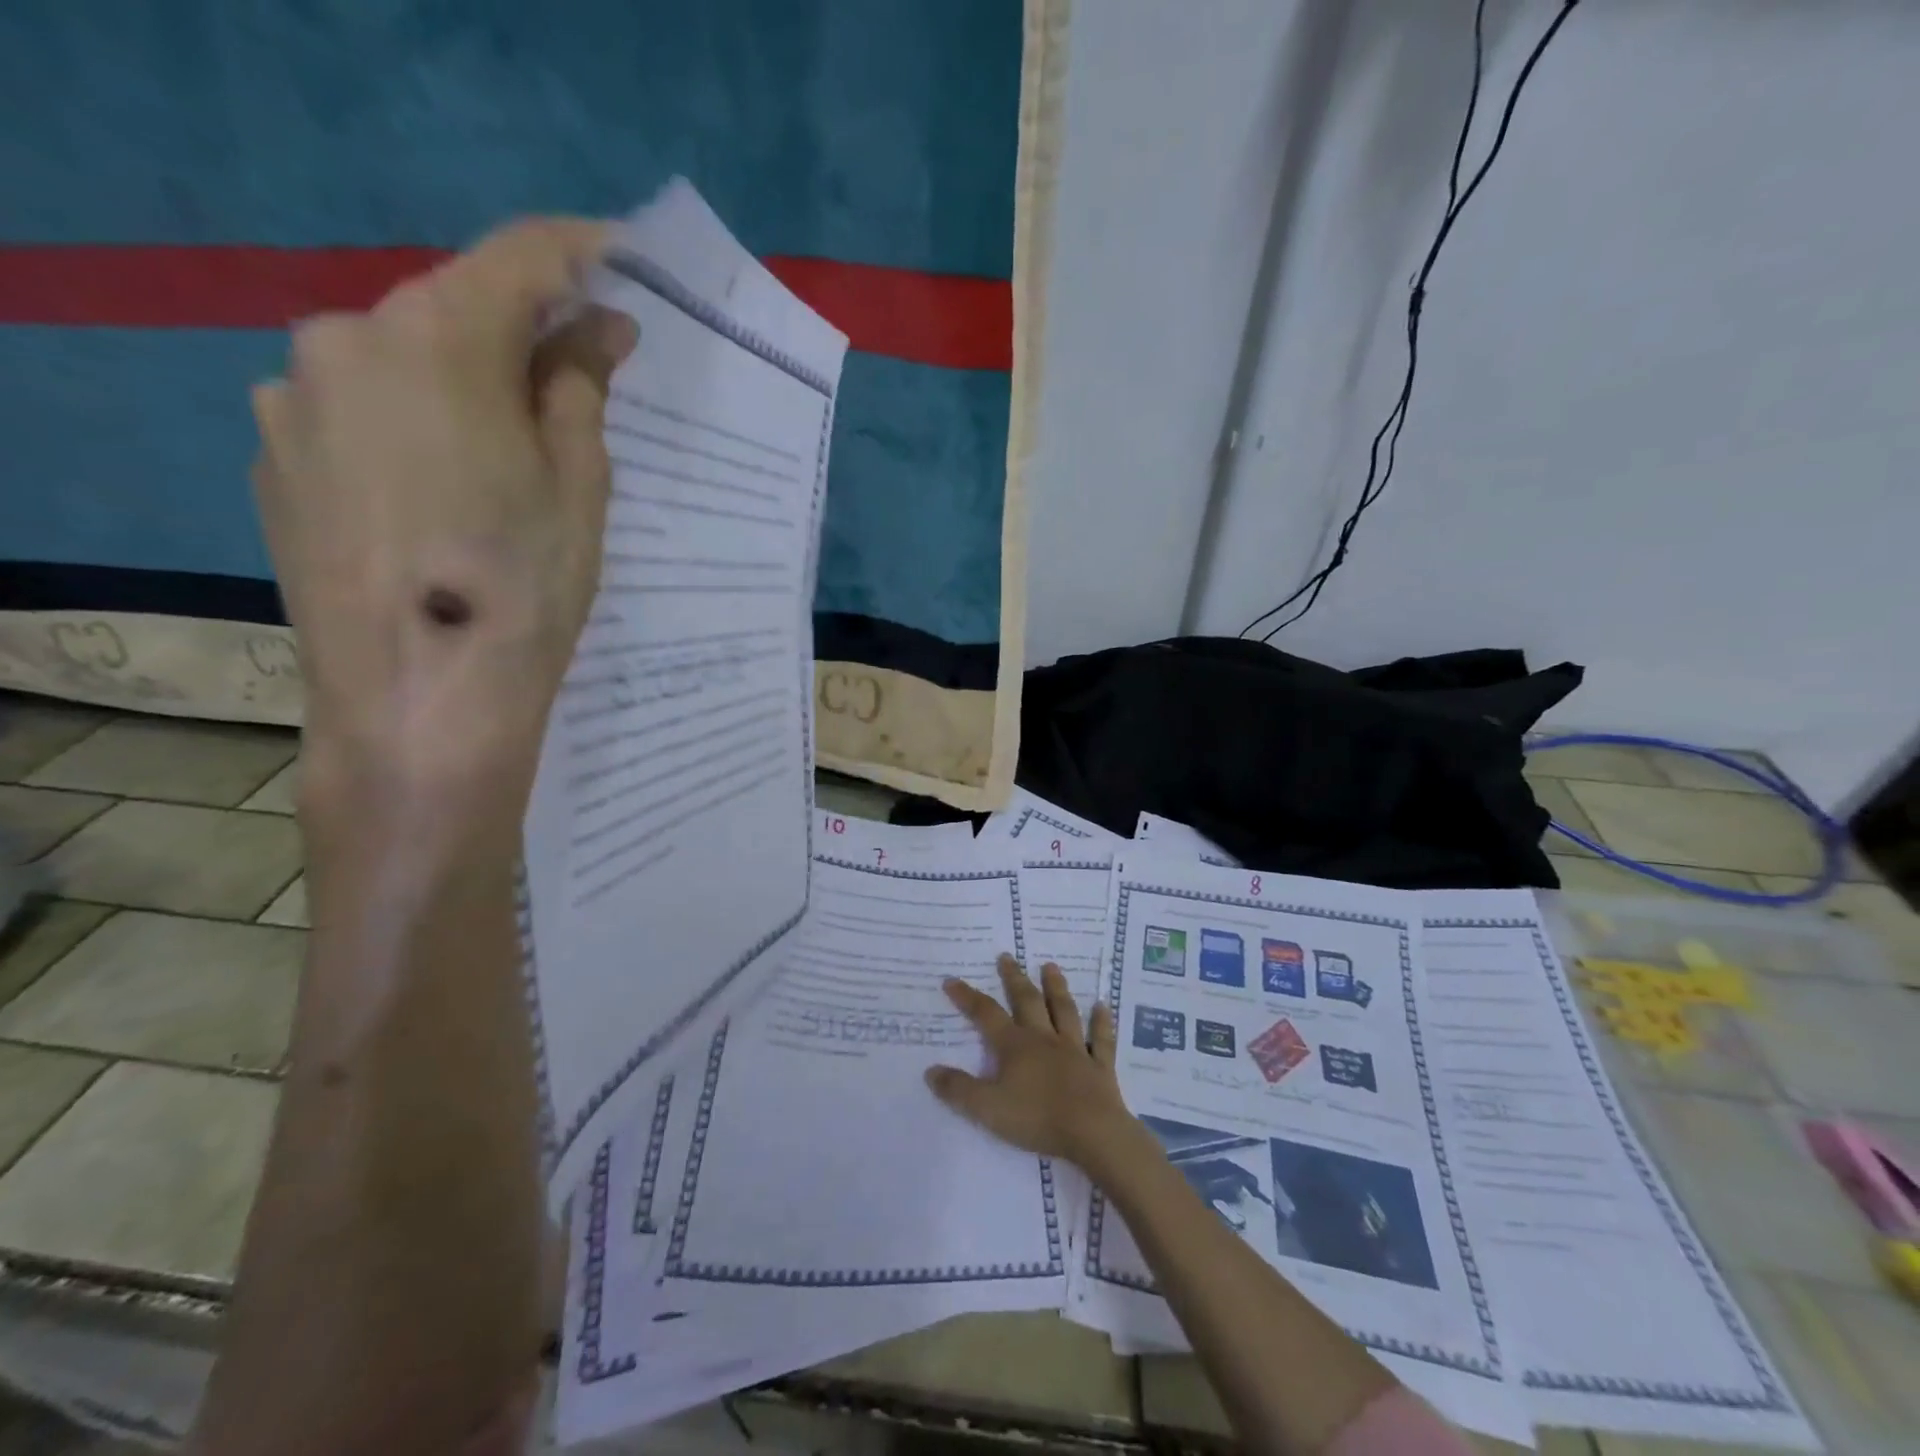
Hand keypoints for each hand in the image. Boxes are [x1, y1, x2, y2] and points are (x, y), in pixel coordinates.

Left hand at [250, 218, 637, 819]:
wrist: (420, 702)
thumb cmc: (524, 589)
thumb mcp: (580, 485)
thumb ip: (580, 387)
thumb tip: (598, 326)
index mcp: (434, 338)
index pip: (517, 257)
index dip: (578, 252)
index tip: (623, 258)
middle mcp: (343, 342)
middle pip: (451, 312)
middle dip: (521, 335)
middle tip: (582, 385)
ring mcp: (293, 401)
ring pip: (401, 365)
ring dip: (464, 386)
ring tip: (512, 466)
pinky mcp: (275, 459)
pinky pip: (361, 416)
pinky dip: (415, 429)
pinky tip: (446, 501)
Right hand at [926, 954, 1135, 1167]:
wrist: (1092, 1132)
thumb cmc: (1037, 1118)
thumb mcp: (987, 1108)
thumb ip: (959, 1089)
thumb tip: (930, 1070)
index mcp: (1015, 1046)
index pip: (987, 1015)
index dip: (968, 997)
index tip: (952, 980)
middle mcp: (1044, 1039)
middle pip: (1028, 1002)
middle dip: (1014, 979)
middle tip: (1007, 957)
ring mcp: (1075, 1050)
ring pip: (1064, 1011)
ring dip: (1056, 988)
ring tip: (1051, 967)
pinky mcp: (1100, 1067)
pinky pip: (1101, 1040)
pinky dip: (1102, 1023)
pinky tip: (1103, 1007)